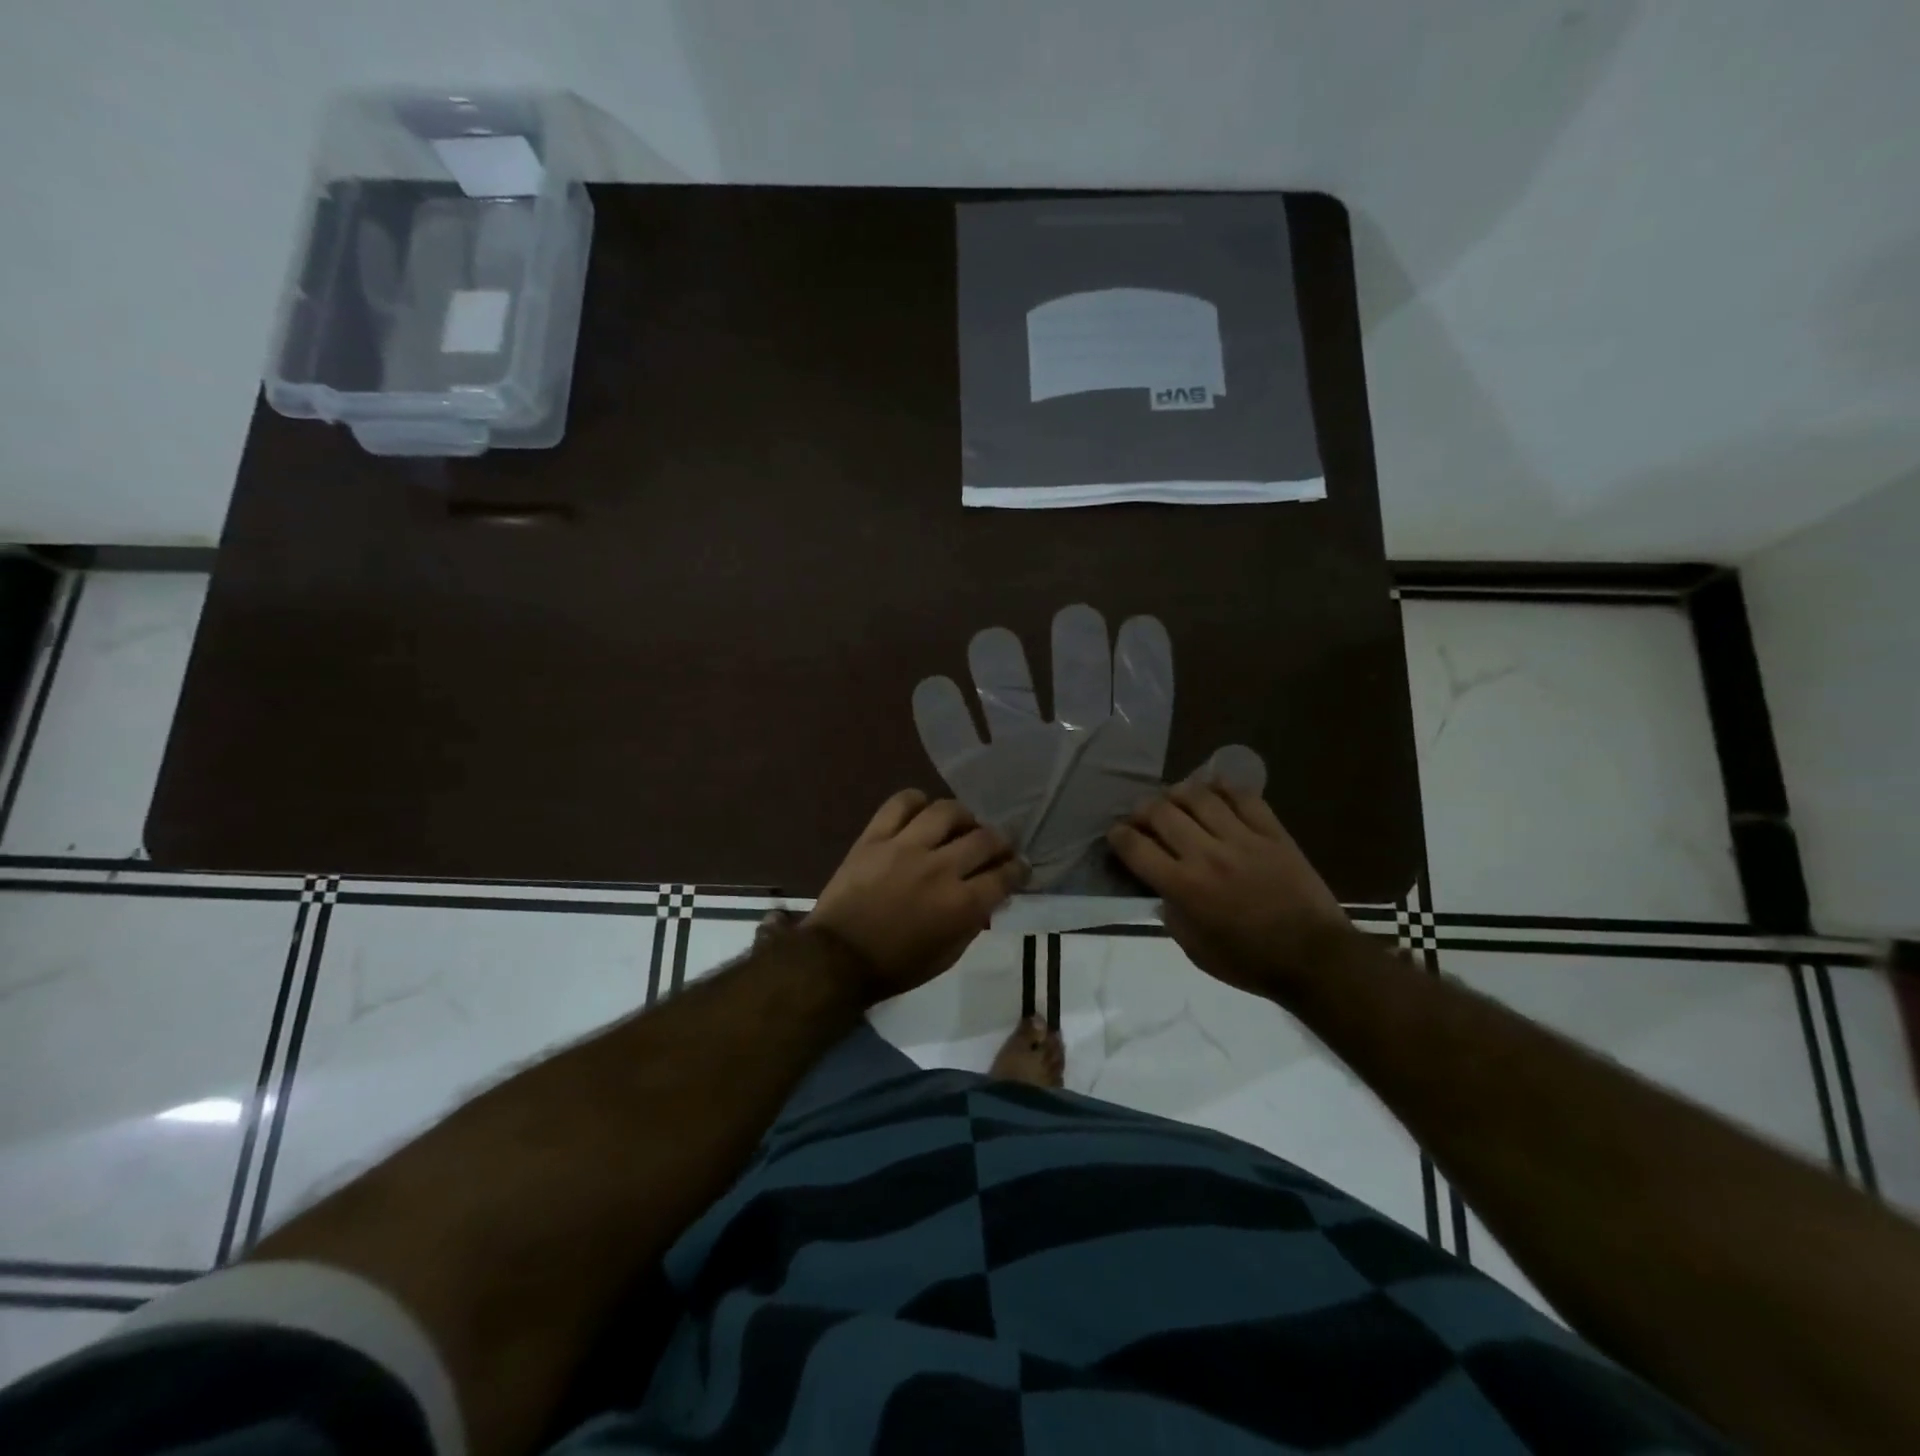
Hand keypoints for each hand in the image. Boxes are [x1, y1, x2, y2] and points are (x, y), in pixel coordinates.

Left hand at [807, 790, 1026, 1002]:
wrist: (837, 958)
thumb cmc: (895, 966)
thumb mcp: (947, 956)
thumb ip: (972, 922)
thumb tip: (989, 897)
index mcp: (961, 904)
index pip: (1004, 875)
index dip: (1019, 869)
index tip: (1021, 866)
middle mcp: (940, 868)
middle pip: (985, 838)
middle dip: (1001, 841)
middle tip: (998, 845)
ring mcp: (906, 847)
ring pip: (947, 811)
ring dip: (964, 816)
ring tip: (962, 825)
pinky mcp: (875, 837)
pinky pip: (900, 803)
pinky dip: (916, 801)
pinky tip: (922, 812)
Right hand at [1106, 780, 1352, 995]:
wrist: (1314, 958)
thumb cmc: (1250, 962)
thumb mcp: (1195, 950)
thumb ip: (1172, 915)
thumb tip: (1163, 891)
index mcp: (1184, 887)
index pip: (1136, 848)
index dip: (1118, 835)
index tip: (1116, 833)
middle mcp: (1206, 855)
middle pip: (1162, 813)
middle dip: (1142, 809)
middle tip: (1142, 815)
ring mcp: (1242, 839)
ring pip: (1199, 796)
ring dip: (1178, 792)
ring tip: (1175, 798)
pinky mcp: (1272, 832)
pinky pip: (1244, 797)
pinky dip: (1224, 788)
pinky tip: (1215, 790)